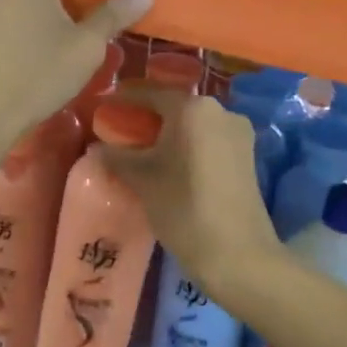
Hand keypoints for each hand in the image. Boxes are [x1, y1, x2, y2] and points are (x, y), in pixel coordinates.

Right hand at [98, 88, 280, 293]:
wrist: (237, 253)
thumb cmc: (183, 208)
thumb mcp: (142, 180)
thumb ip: (117, 156)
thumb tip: (98, 147)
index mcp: (193, 109)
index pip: (151, 93)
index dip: (125, 98)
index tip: (104, 105)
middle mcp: (221, 111)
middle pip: (175, 107)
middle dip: (148, 117)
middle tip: (121, 129)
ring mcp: (238, 134)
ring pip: (194, 125)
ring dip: (169, 132)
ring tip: (143, 150)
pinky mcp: (247, 156)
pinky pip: (209, 141)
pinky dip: (188, 146)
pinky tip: (171, 164)